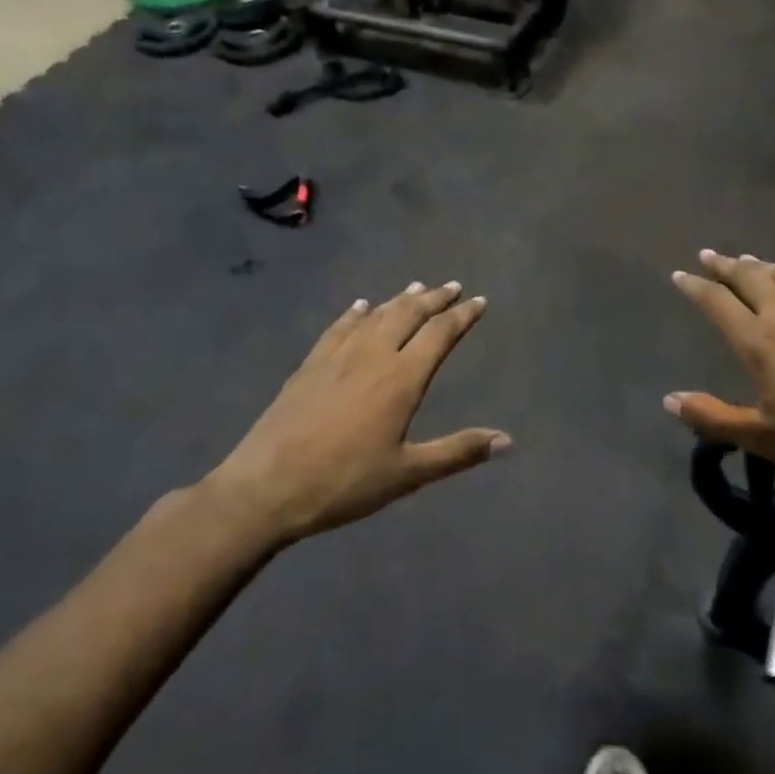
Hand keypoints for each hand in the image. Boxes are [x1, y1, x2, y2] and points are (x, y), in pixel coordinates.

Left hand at [195, 281, 508, 552]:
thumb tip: (508, 439)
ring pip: (374, 316)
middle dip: (433, 299)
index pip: (439, 335)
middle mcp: (371, 356)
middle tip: (452, 286)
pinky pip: (337, 329)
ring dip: (398, 300)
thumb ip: (458, 452)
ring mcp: (336, 358)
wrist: (266, 487)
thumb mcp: (408, 473)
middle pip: (407, 315)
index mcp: (401, 379)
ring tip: (415, 287)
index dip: (462, 316)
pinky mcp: (308, 367)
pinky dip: (354, 314)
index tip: (479, 301)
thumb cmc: (344, 482)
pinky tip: (359, 307)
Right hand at [666, 251, 774, 487]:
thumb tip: (670, 399)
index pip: (718, 304)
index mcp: (759, 343)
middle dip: (726, 265)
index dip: (696, 287)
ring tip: (749, 260)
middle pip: (750, 279)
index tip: (680, 275)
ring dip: (763, 266)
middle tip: (709, 255)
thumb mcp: (763, 438)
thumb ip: (714, 417)